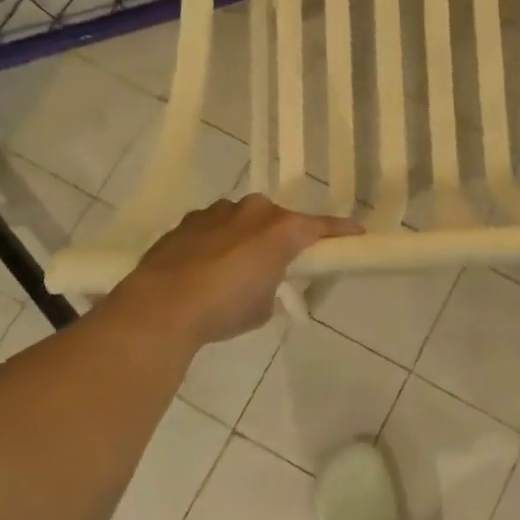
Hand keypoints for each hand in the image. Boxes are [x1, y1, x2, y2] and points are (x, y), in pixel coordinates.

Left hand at [114, 195, 362, 344]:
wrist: (162, 306)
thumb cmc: (224, 309)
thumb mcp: (263, 307)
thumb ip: (271, 285)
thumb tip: (260, 282)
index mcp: (281, 229)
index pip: (321, 227)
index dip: (340, 232)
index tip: (357, 234)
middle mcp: (253, 211)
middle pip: (279, 219)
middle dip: (282, 237)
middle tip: (281, 264)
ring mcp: (217, 212)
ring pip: (243, 220)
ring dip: (246, 238)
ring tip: (235, 270)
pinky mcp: (188, 222)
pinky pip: (214, 228)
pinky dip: (217, 243)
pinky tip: (204, 269)